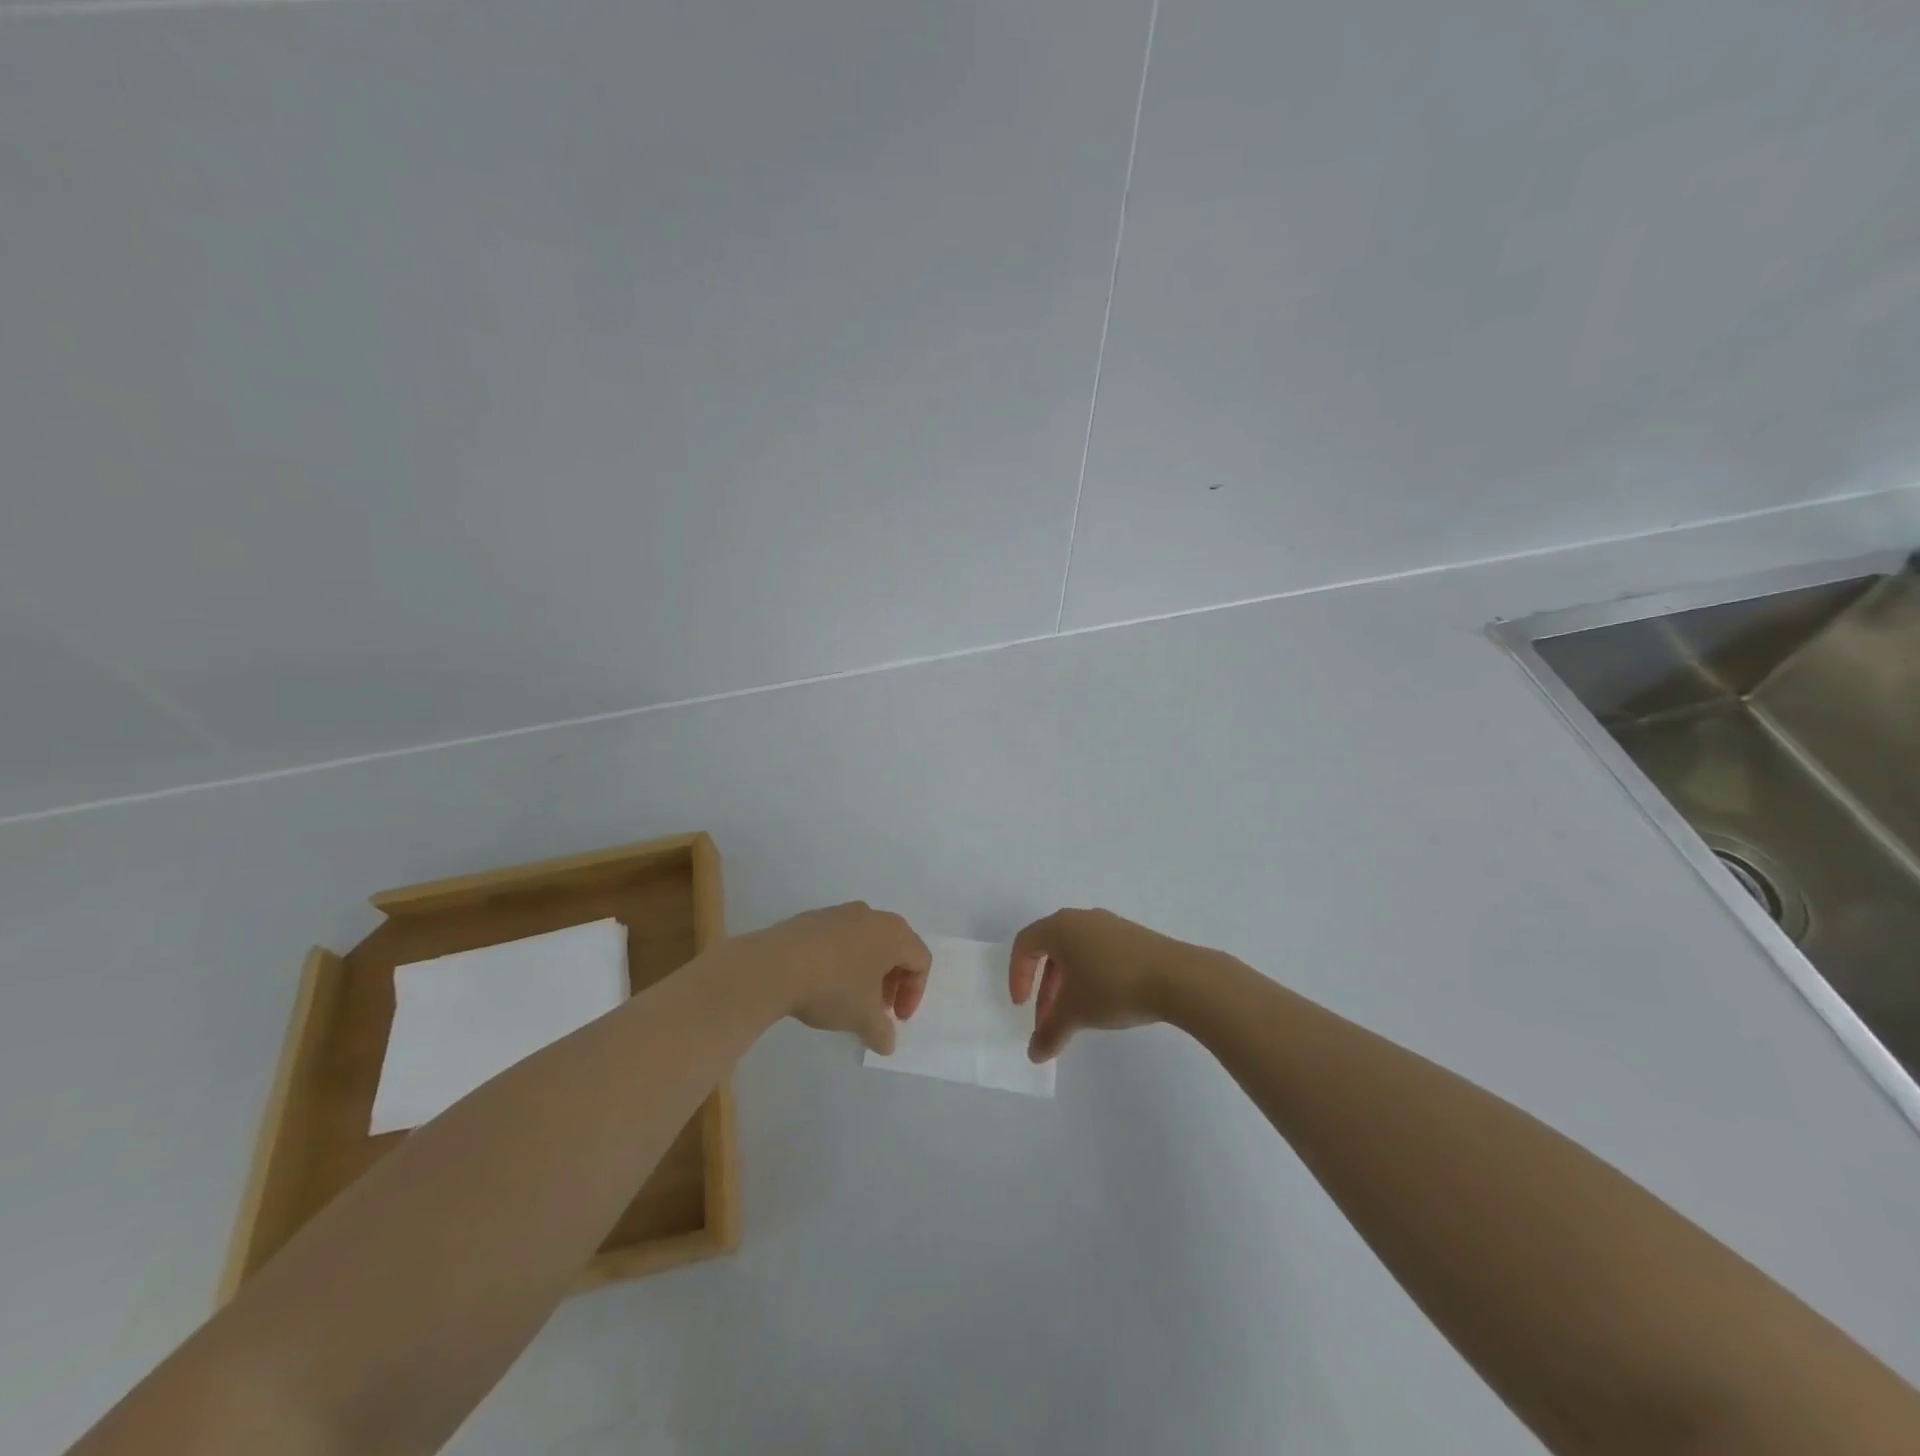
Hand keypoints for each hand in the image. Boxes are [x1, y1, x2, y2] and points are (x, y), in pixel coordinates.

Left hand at [733, 902, 930, 1054]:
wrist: (775, 966)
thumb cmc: (833, 987)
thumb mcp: (863, 1018)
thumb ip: (882, 1032)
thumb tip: (887, 1043)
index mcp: (894, 933)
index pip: (920, 960)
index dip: (914, 993)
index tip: (895, 1018)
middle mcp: (871, 916)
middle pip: (896, 947)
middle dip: (892, 981)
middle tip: (878, 1009)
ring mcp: (840, 913)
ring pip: (867, 941)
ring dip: (867, 970)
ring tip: (850, 998)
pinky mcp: (813, 918)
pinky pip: (840, 939)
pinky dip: (842, 960)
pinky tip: (824, 983)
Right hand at [1009, 908, 1197, 1062]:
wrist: (1177, 978)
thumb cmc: (1112, 987)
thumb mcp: (1075, 1014)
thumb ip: (1050, 1033)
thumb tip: (1035, 1053)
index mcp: (1060, 927)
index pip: (1025, 944)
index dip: (1017, 975)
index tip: (1022, 1006)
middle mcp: (1082, 919)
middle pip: (1050, 949)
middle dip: (1044, 987)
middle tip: (1048, 1019)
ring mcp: (1110, 925)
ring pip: (1076, 952)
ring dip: (1068, 984)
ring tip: (1077, 1016)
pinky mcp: (1134, 937)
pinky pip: (1100, 953)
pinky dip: (1091, 976)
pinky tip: (1105, 1003)